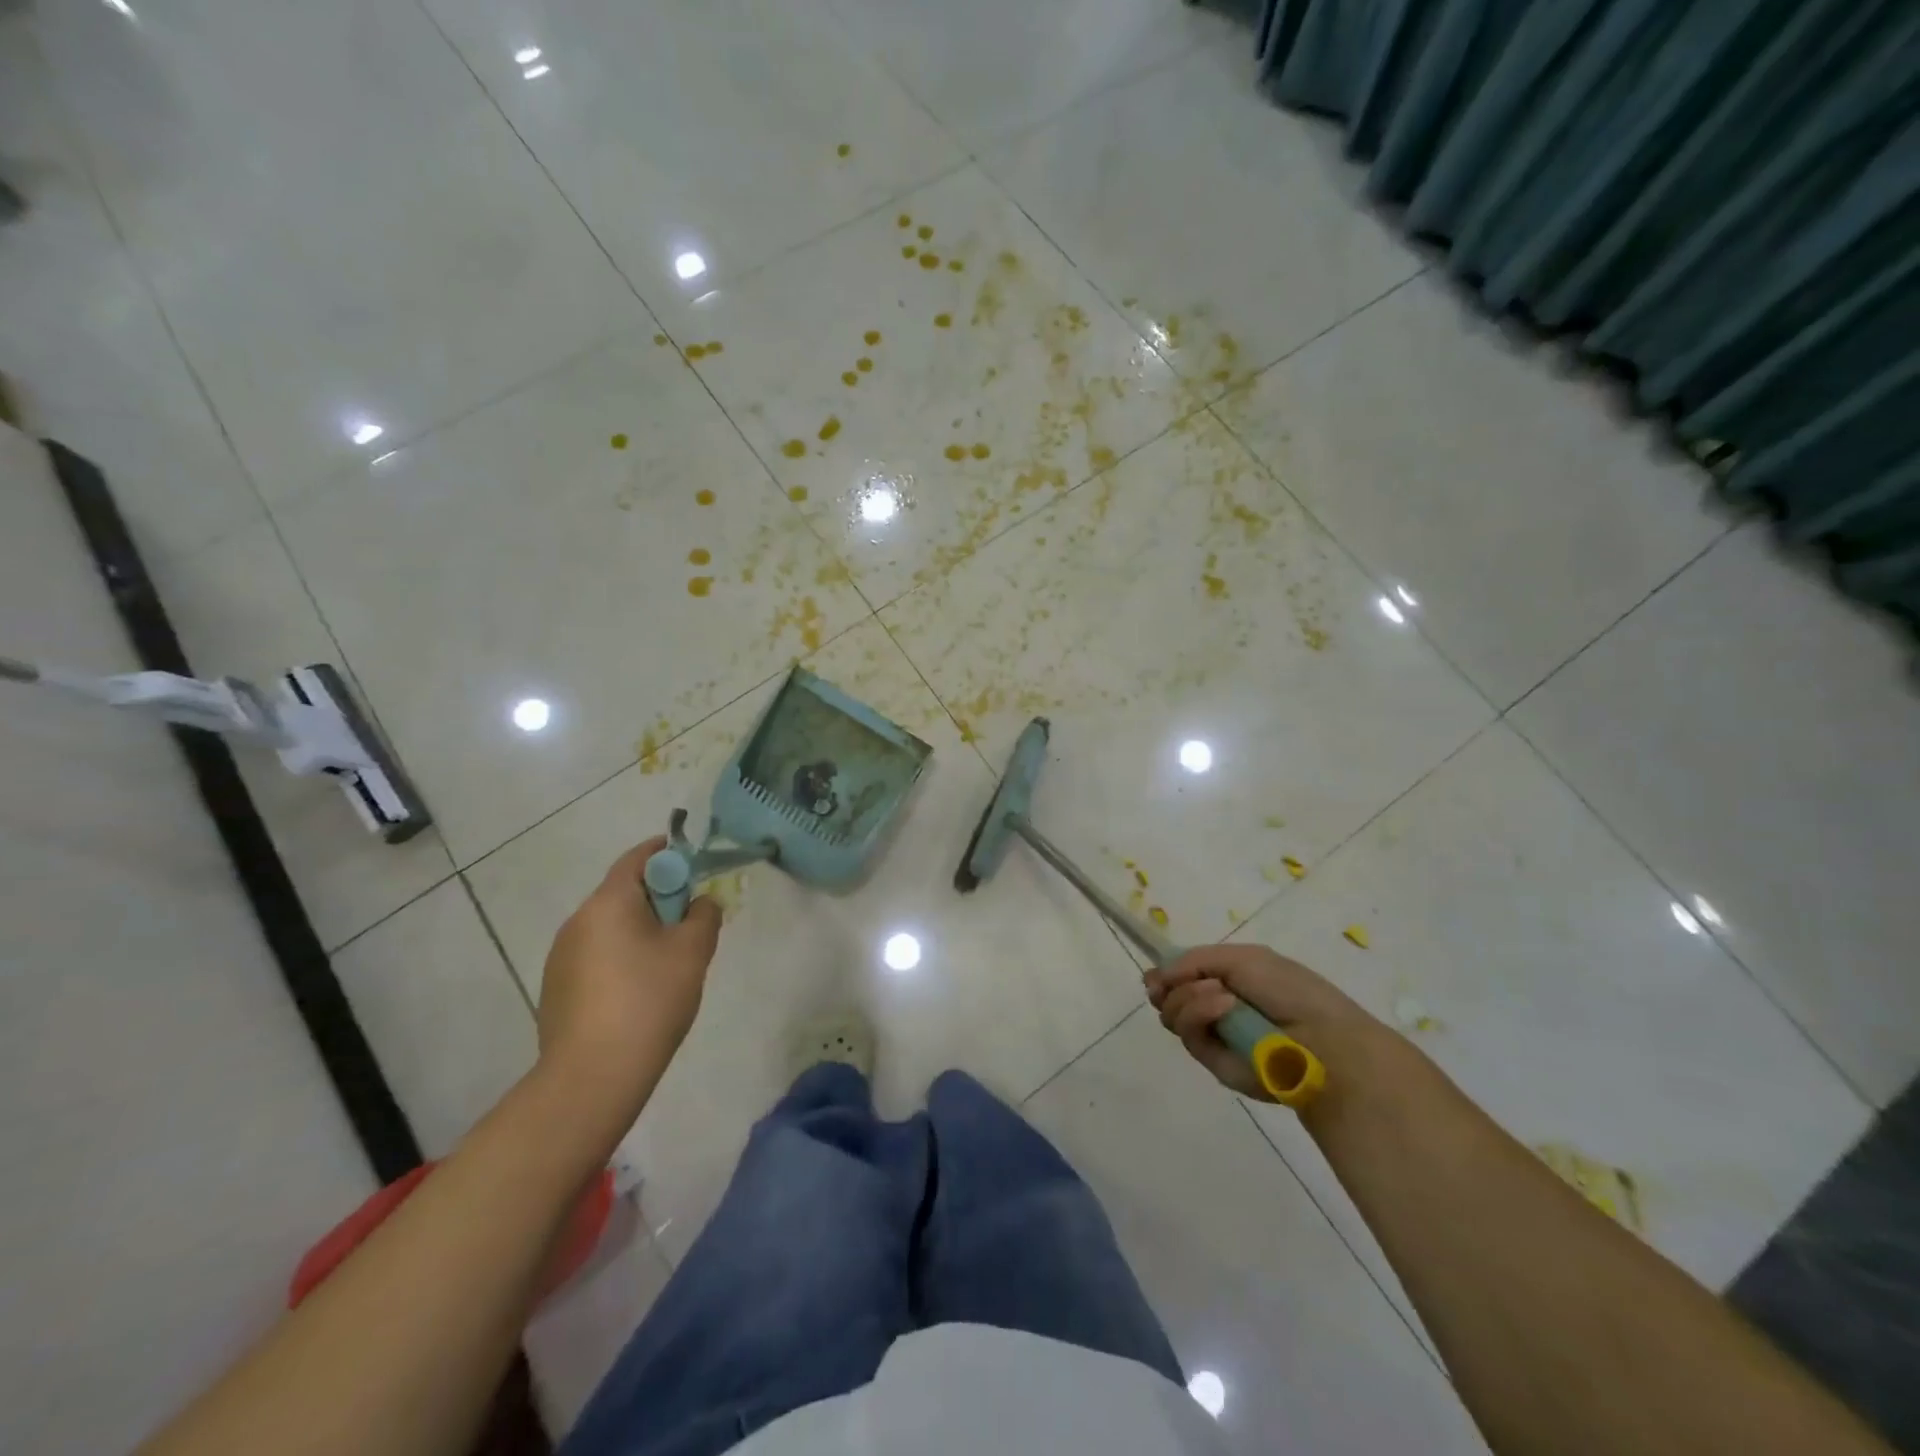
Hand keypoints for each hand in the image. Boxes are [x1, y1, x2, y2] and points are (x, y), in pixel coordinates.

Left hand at [537, 838, 721, 1124]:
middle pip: (624, 893)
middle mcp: (578, 921)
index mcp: (608, 902)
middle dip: (660, 898)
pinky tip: (640, 992)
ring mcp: (561, 957)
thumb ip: (704, 914)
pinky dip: (622, 957)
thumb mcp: (693, 951)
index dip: (668, 852)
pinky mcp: (557, 988)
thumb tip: (701, 902)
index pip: (638, 858)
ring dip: (640, 930)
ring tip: (669, 963)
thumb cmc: (649, 1000)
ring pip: (610, 927)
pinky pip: (597, 956)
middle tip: (692, 921)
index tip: (695, 862)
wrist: (592, 1077)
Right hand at [1145, 943, 1397, 1107]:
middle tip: (1173, 981)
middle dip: (1167, 985)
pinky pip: (1188, 1035)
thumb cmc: (1290, 990)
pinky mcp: (1214, 1063)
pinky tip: (1223, 1006)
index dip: (1165, 973)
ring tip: (1221, 994)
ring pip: (1171, 1014)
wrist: (1322, 1038)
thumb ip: (1194, 960)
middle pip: (1167, 996)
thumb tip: (1154, 976)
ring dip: (1188, 997)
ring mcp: (1214, 1037)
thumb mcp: (1242, 958)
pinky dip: (1199, 1014)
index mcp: (1226, 981)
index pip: (1182, 977)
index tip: (1156, 973)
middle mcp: (1215, 1009)